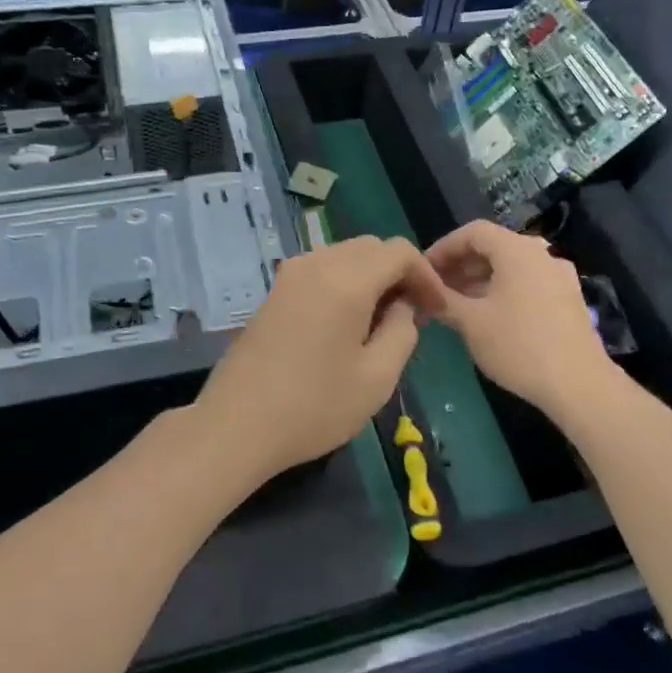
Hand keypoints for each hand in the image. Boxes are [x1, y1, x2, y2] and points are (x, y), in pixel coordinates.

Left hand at [192, 236, 446, 483]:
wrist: (236, 425)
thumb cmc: (313, 407)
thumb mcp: (377, 378)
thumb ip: (402, 332)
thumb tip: (403, 306)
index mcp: (346, 281)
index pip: (399, 251)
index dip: (426, 275)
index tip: (436, 310)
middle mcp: (317, 264)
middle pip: (371, 247)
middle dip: (399, 273)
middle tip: (413, 314)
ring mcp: (290, 275)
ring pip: (345, 255)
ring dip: (371, 276)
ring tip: (383, 320)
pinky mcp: (274, 291)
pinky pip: (321, 269)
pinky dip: (345, 282)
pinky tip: (348, 321)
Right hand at [427, 220, 616, 416]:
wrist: (579, 384)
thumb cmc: (519, 346)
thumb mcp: (471, 323)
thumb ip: (444, 300)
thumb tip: (425, 292)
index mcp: (517, 250)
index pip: (473, 232)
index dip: (443, 247)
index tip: (423, 270)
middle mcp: (541, 254)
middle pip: (493, 247)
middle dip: (460, 265)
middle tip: (436, 288)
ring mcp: (559, 276)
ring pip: (511, 267)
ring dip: (480, 279)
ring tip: (457, 304)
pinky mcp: (568, 299)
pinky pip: (527, 283)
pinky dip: (503, 290)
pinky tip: (488, 316)